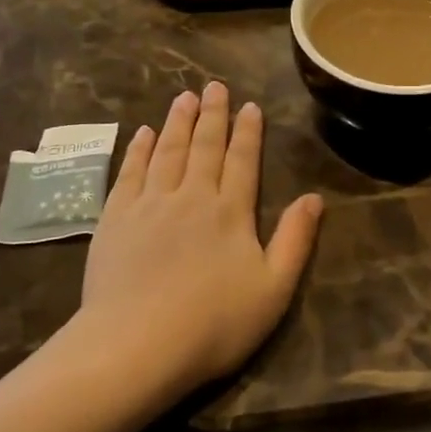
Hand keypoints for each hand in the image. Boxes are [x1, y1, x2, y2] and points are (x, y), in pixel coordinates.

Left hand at [80, 83, 322, 397]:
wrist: (136, 345)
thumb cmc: (213, 324)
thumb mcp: (273, 289)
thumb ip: (295, 240)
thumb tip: (314, 198)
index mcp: (231, 211)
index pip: (242, 160)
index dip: (247, 132)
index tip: (249, 106)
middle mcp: (191, 196)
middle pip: (204, 146)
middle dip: (212, 115)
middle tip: (214, 86)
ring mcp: (150, 204)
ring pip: (167, 151)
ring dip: (177, 122)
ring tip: (183, 97)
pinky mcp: (116, 219)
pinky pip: (130, 172)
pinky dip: (138, 149)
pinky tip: (143, 133)